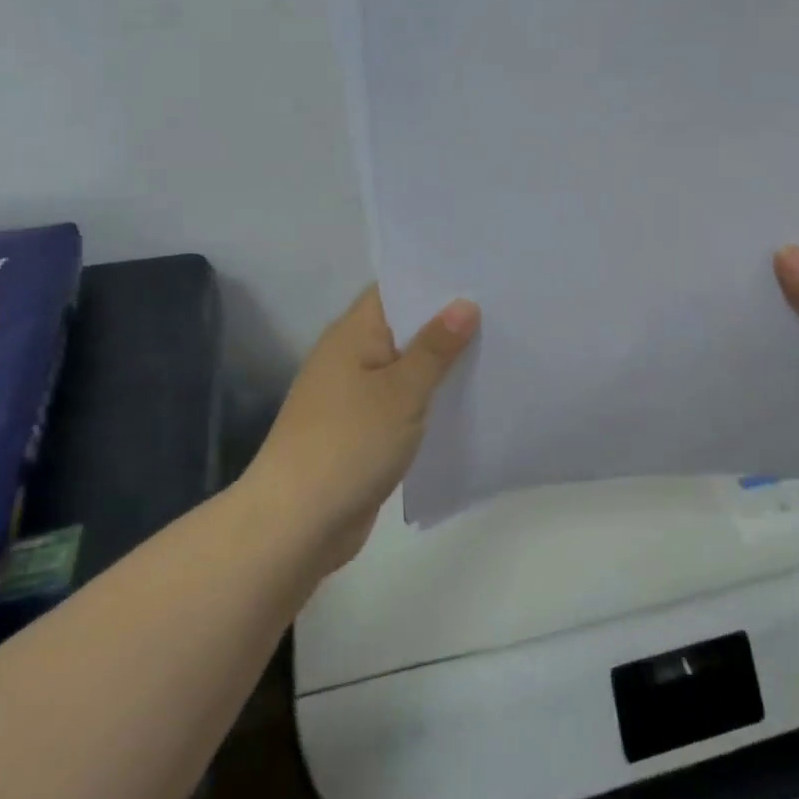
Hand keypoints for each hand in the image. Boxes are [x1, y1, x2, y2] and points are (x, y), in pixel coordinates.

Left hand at [245, 287, 477, 570]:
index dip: (434, 280)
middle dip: (447, 322)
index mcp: (352, 333)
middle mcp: (350, 356)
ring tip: (497, 348)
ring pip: (406, 367)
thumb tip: (465, 304)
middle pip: (404, 327)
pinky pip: (402, 402)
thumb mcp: (401, 390)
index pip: (395, 289)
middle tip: (502, 310)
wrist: (296, 524)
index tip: (480, 274)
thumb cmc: (349, 442)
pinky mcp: (361, 431)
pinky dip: (429, 398)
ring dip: (441, 364)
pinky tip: (467, 398)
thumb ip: (435, 347)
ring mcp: (353, 396)